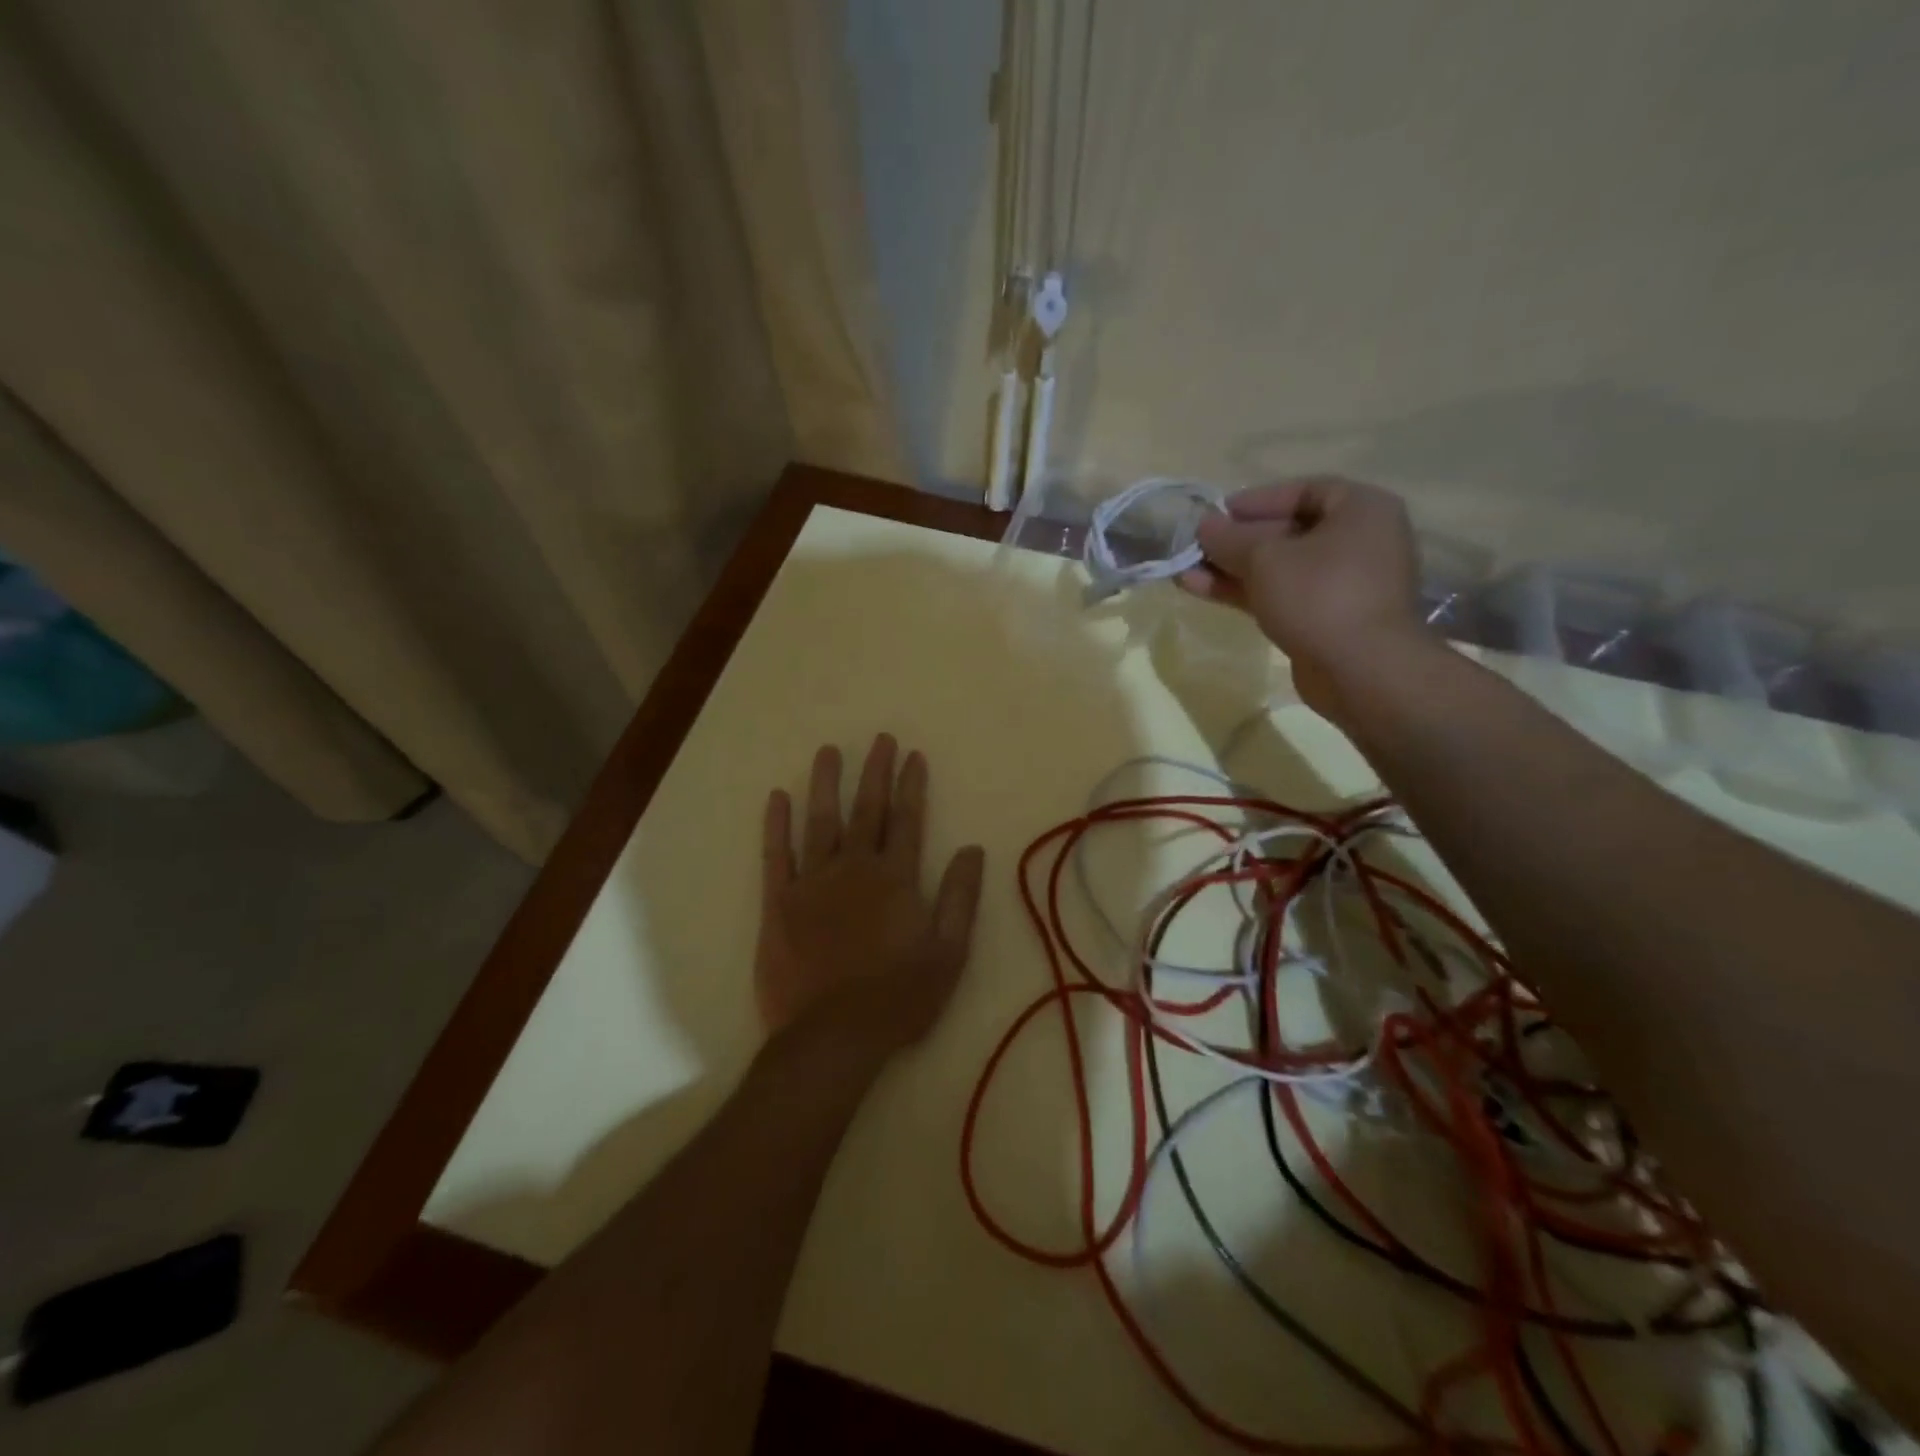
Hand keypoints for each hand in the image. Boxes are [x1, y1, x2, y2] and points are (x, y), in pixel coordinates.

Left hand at [755, 735, 985, 1056]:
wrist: (832, 1036)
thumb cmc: (899, 998)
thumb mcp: (949, 953)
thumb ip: (961, 898)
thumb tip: (973, 850)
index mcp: (896, 879)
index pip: (907, 820)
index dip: (911, 785)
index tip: (912, 755)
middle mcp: (854, 868)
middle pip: (867, 810)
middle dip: (875, 772)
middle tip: (879, 739)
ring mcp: (813, 882)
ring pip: (820, 821)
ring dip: (826, 784)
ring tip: (828, 752)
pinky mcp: (779, 902)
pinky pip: (776, 854)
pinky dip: (776, 825)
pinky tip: (777, 797)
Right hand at [1178, 477, 1431, 723]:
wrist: (1360, 671)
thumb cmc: (1319, 596)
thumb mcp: (1265, 558)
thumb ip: (1230, 538)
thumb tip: (1204, 526)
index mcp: (1361, 510)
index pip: (1304, 490)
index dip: (1257, 500)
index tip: (1218, 513)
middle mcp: (1359, 541)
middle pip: (1288, 532)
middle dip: (1237, 541)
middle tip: (1197, 546)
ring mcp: (1343, 584)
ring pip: (1279, 568)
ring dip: (1232, 570)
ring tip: (1186, 572)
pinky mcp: (1326, 619)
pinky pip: (1281, 595)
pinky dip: (1246, 592)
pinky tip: (1203, 590)